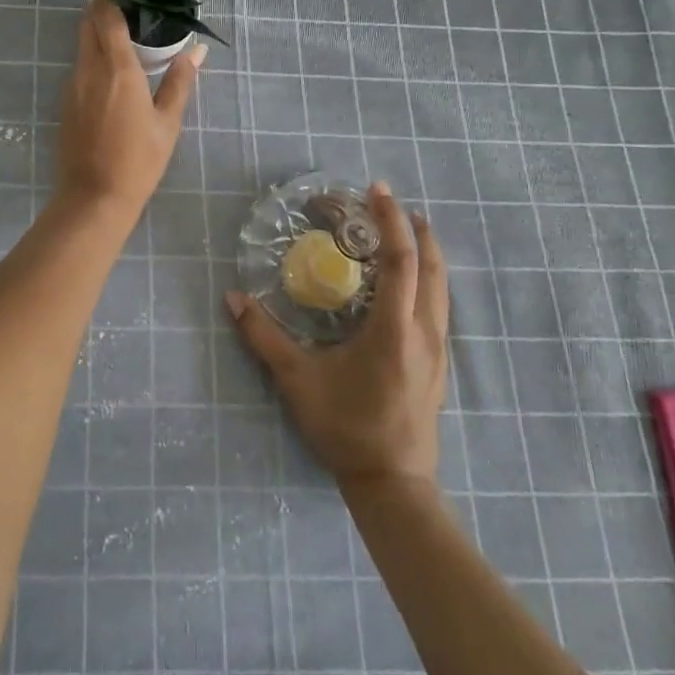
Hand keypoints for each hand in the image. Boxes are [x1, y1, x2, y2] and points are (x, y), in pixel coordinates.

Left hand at [54, 0, 202, 221]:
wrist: (93, 199)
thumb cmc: (138, 162)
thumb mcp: (167, 124)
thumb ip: (179, 83)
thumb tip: (196, 53)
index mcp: (117, 69)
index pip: (107, 14)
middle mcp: (89, 69)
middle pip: (89, 23)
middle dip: (102, 1)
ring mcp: (73, 86)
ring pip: (83, 43)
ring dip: (98, 26)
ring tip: (123, 23)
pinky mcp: (66, 102)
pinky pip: (81, 64)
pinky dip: (95, 51)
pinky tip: (113, 64)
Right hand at [226, 182, 450, 487]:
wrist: (393, 483)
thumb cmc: (345, 427)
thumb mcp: (298, 381)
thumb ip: (263, 337)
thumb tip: (232, 298)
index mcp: (394, 331)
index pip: (400, 262)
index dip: (390, 222)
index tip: (378, 192)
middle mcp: (424, 332)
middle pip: (432, 267)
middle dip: (416, 229)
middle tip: (392, 204)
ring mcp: (437, 349)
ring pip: (441, 287)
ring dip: (426, 252)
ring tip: (404, 231)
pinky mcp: (438, 363)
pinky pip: (438, 305)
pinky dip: (427, 278)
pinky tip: (407, 281)